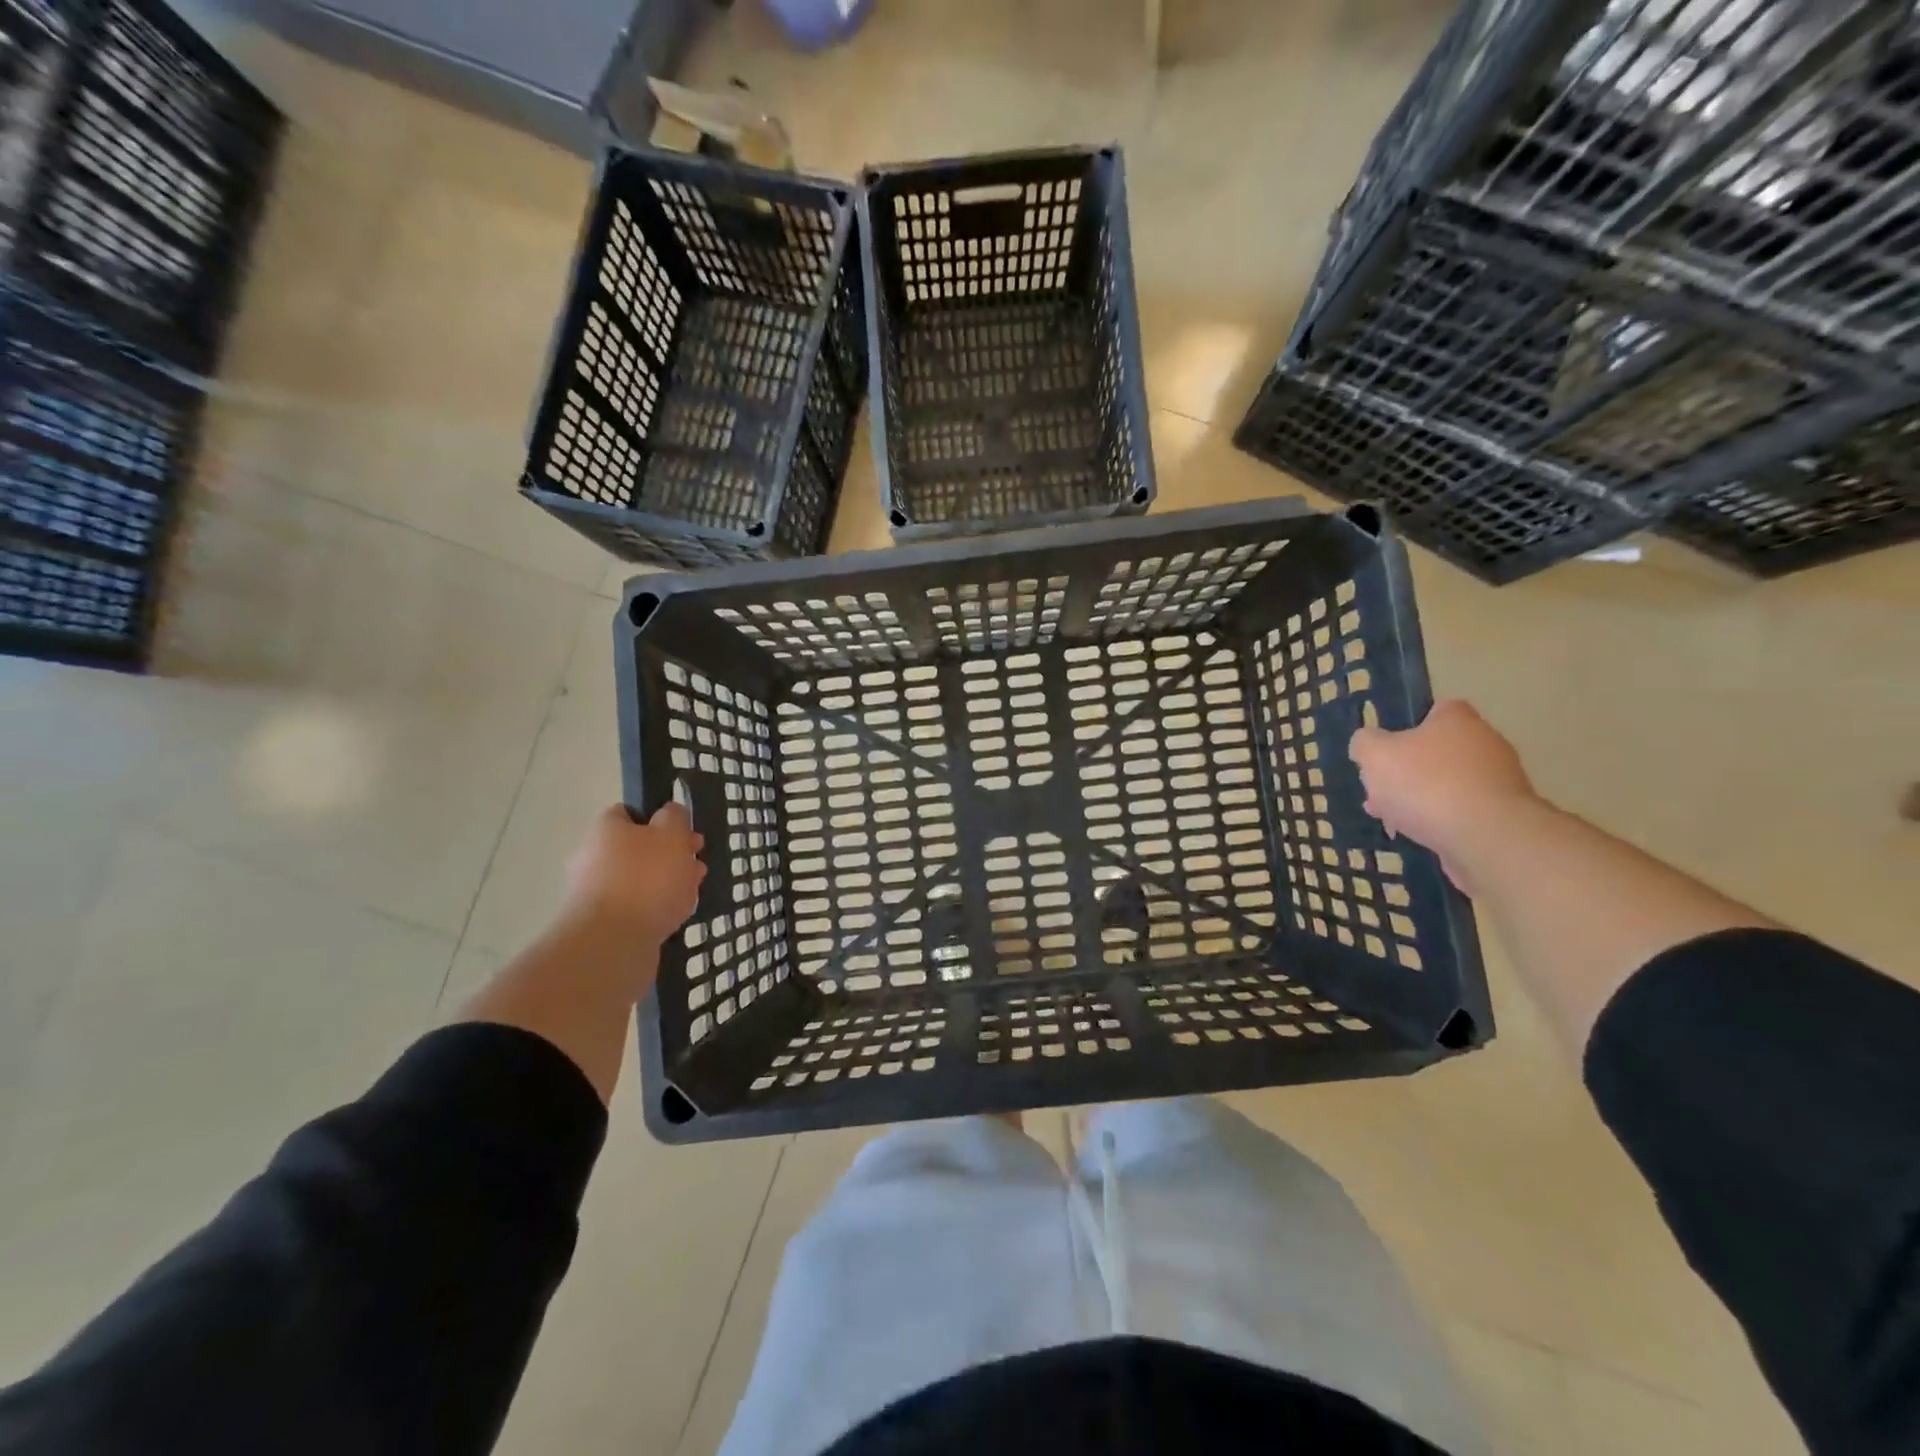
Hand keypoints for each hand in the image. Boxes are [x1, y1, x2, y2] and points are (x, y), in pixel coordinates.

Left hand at [565, 803, 706, 943]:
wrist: (613, 943)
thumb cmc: (646, 878)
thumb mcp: (671, 834)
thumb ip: (674, 817)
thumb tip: (670, 812)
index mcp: (606, 830)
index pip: (628, 813)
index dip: (658, 818)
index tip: (683, 831)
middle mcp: (594, 858)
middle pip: (638, 848)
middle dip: (669, 854)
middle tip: (696, 862)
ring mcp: (596, 893)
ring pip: (639, 879)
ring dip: (666, 881)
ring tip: (692, 890)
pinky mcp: (603, 924)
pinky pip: (635, 907)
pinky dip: (656, 907)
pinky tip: (676, 914)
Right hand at [1348, 701, 1539, 889]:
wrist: (1485, 836)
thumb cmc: (1426, 784)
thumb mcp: (1375, 755)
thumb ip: (1365, 743)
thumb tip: (1368, 743)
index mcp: (1457, 720)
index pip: (1433, 711)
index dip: (1405, 728)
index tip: (1385, 750)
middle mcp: (1485, 743)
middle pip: (1436, 752)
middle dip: (1405, 772)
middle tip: (1379, 791)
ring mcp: (1499, 780)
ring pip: (1446, 784)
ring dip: (1419, 799)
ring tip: (1390, 819)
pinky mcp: (1503, 815)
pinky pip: (1461, 811)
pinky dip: (1440, 820)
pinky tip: (1417, 834)